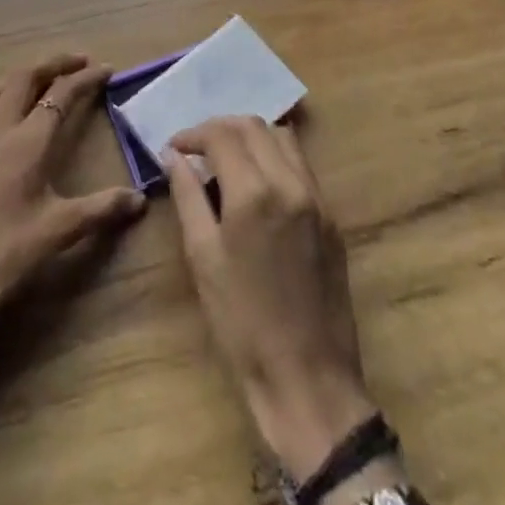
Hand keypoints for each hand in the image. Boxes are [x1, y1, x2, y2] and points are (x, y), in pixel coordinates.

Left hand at [0, 54, 145, 355]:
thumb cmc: (8, 253)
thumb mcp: (61, 231)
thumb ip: (102, 209)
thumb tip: (140, 199)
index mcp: (28, 142)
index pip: (61, 95)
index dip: (85, 78)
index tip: (107, 69)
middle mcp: (0, 132)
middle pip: (23, 79)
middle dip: (52, 64)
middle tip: (77, 62)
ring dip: (18, 78)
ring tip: (38, 80)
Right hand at [165, 118, 377, 487]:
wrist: (308, 378)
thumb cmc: (243, 323)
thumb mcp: (203, 258)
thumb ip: (188, 197)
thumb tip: (173, 157)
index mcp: (254, 192)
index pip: (221, 135)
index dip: (192, 134)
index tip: (173, 148)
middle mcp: (290, 182)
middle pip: (253, 125)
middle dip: (220, 128)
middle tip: (196, 149)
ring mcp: (317, 197)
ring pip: (282, 138)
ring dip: (251, 137)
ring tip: (226, 159)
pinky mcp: (331, 216)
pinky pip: (301, 164)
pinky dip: (275, 156)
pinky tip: (257, 182)